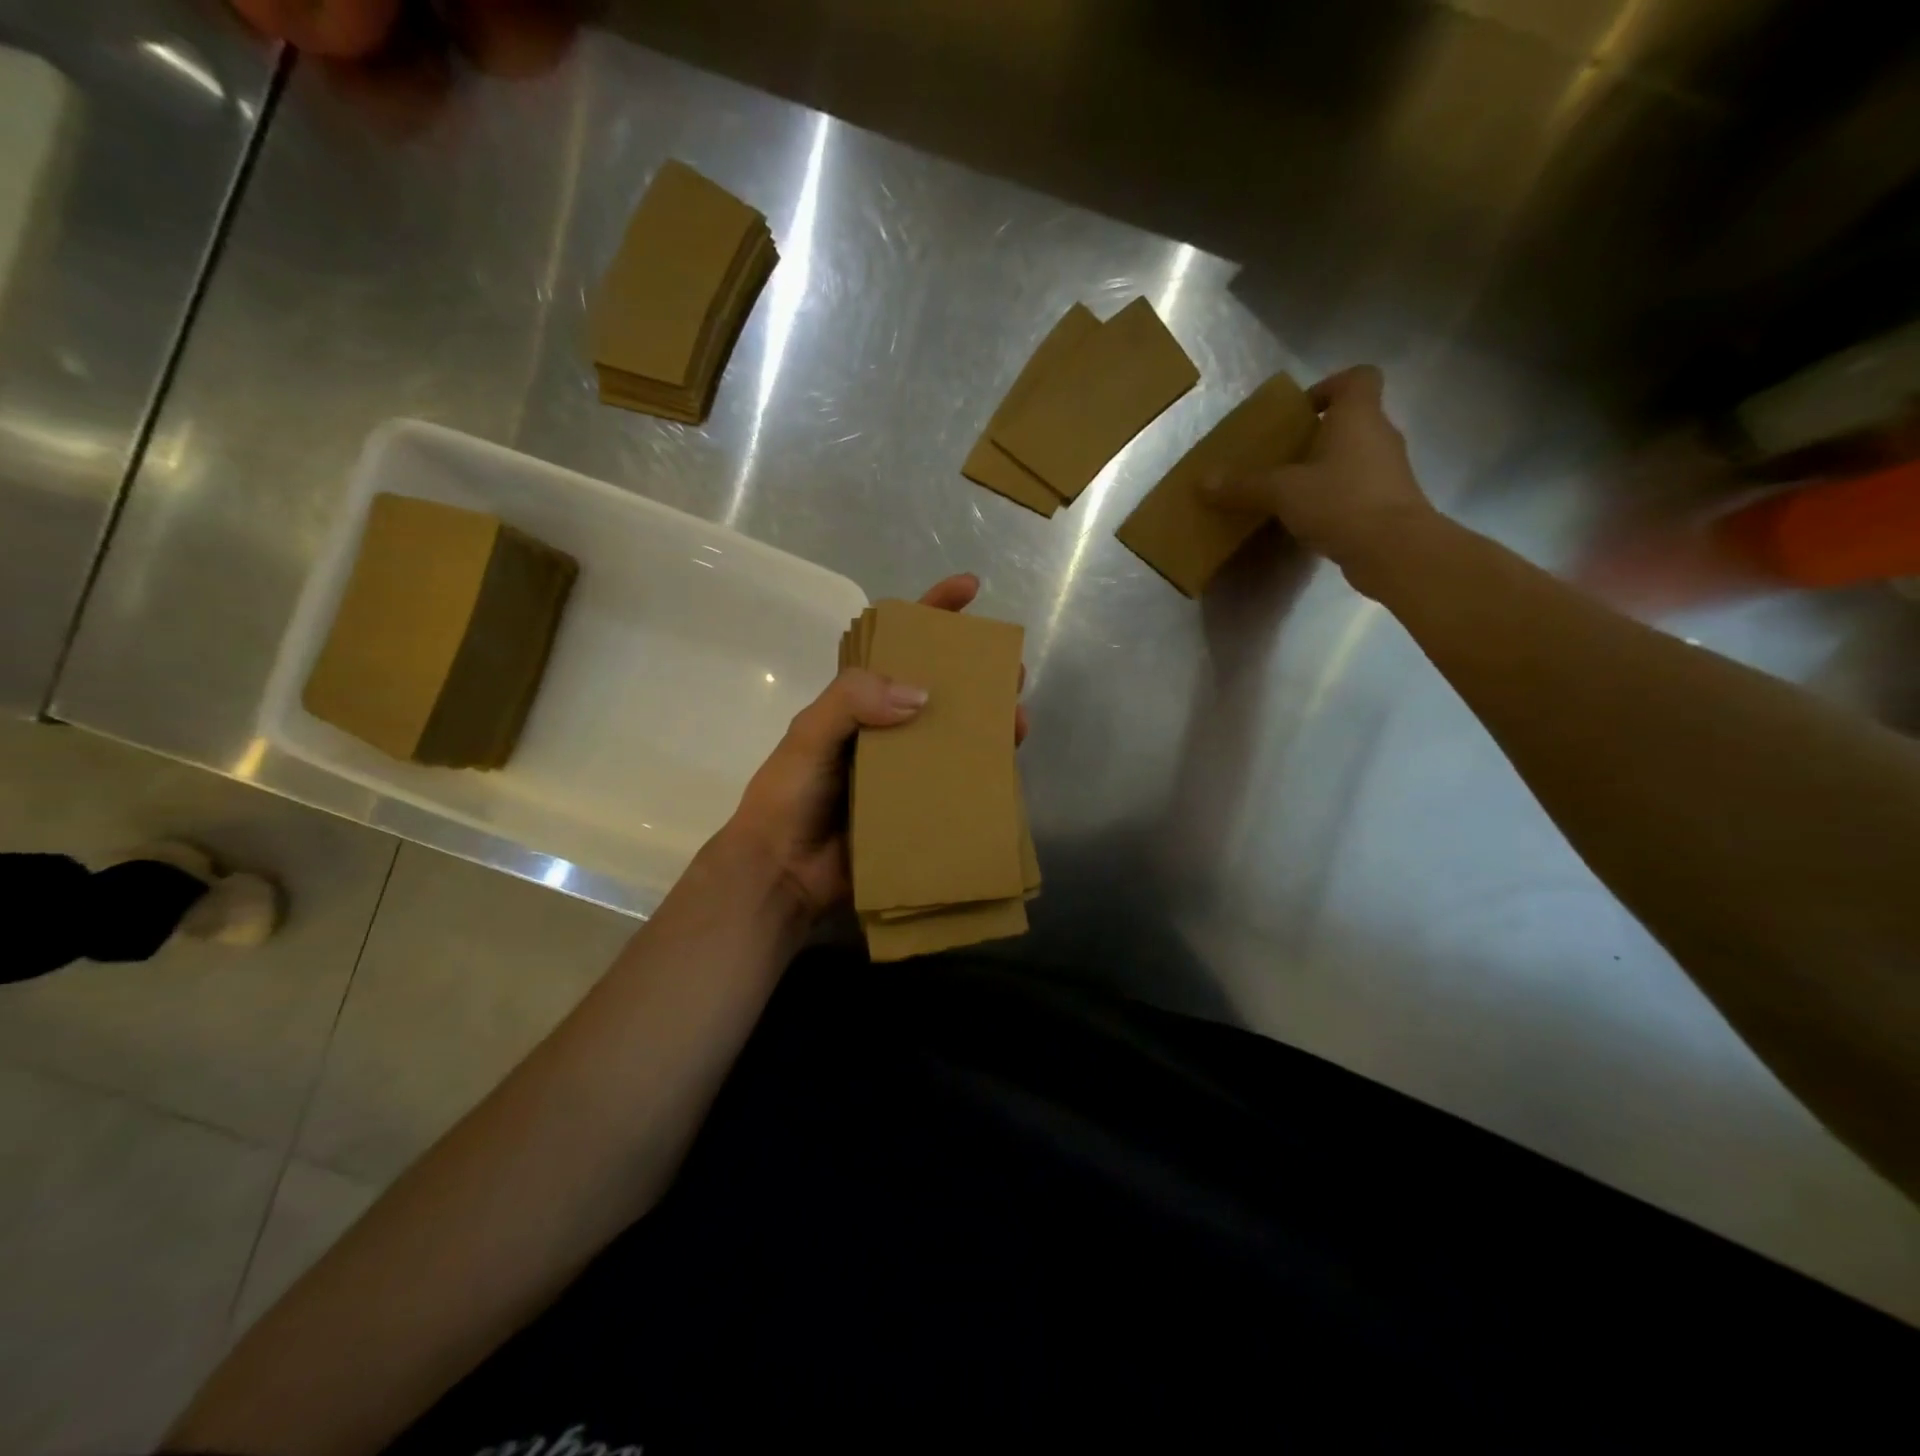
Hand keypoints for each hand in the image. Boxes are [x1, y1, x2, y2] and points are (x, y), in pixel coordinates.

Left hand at [724, 574, 1028, 916]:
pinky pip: (956, 782)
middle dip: (976, 672)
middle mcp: (885, 728)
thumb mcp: (810, 734)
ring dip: (988, 723)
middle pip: (938, 687)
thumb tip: (923, 695)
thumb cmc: (789, 795)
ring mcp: (904, 769)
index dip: (932, 611)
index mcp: (857, 702)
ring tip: (1017, 720)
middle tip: (1011, 670)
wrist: (783, 873)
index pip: (896, 644)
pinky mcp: (917, 807)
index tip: (969, 589)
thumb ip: (853, 701)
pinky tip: (1005, 769)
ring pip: (955, 734)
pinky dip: (982, 772)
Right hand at [1205, 365, 1436, 595]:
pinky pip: (1358, 487)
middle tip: (1283, 456)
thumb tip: (1202, 482)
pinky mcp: (1390, 502)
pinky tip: (1310, 517)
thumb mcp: (1282, 492)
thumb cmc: (1341, 501)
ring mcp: (1389, 470)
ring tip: (1291, 490)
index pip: (1358, 378)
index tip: (1302, 411)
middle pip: (1352, 420)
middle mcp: (1380, 435)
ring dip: (1326, 467)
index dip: (1330, 386)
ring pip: (1355, 455)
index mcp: (1358, 416)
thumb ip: (1244, 486)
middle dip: (1318, 434)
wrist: (1394, 549)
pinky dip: (1336, 496)